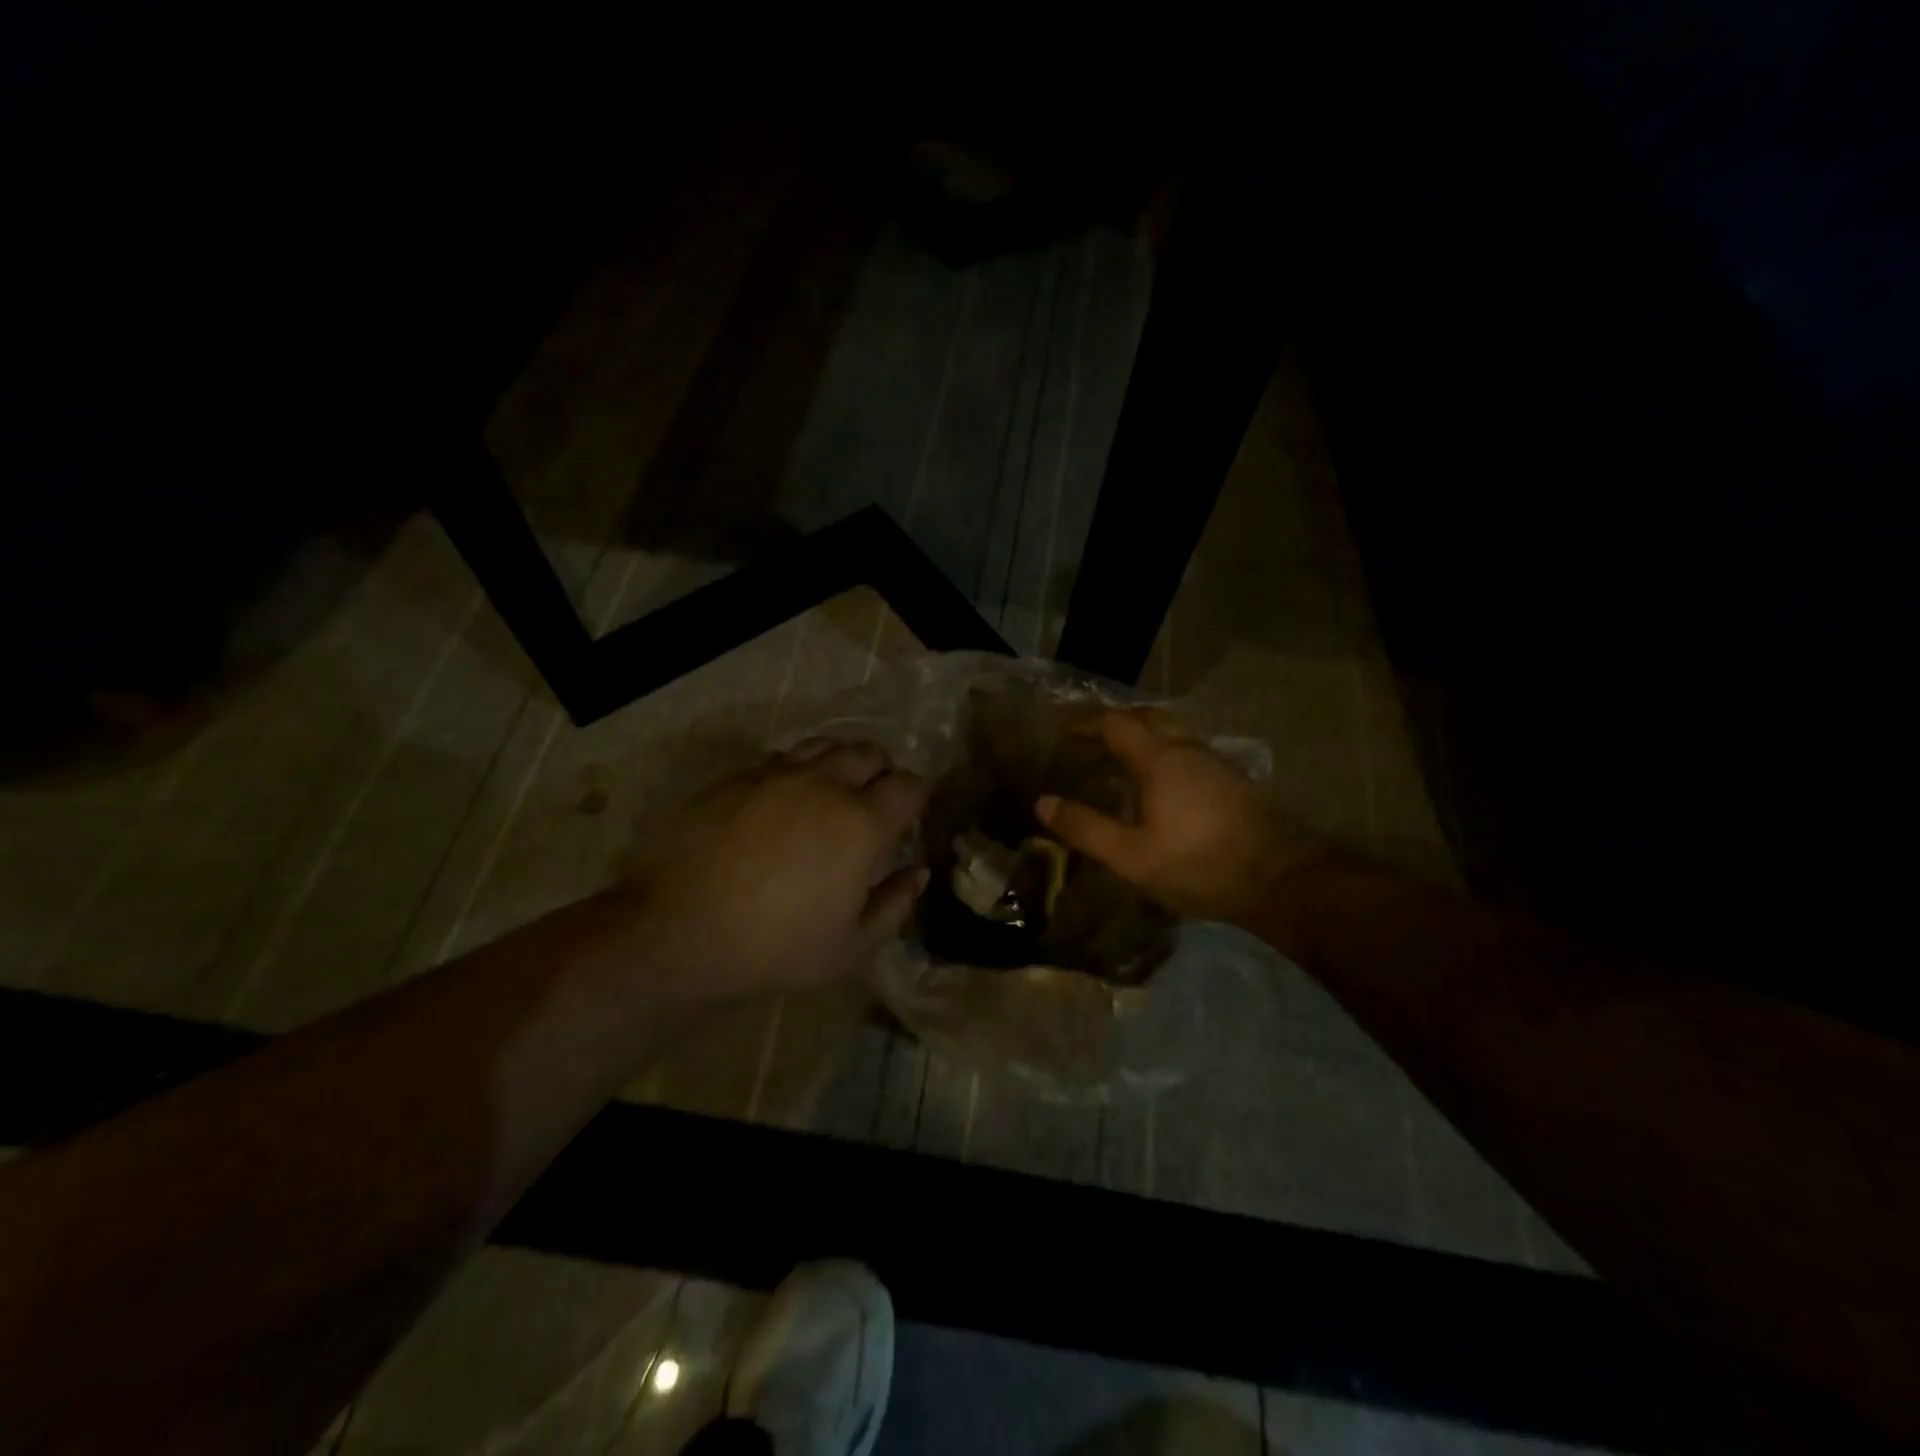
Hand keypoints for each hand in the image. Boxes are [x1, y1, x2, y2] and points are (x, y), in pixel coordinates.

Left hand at [631, 740, 929, 998]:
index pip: (909, 785)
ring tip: (830, 794)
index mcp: (862, 824)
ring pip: (825, 744)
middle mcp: (826, 784)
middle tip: (871, 805)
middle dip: (882, 773)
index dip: (916, 798)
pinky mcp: (738, 776)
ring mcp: (777, 774)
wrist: (677, 930)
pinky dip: (796, 771)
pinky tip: (783, 801)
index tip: (906, 820)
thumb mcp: (850, 949)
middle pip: (870, 752)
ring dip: (839, 763)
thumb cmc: (774, 947)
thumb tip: (917, 871)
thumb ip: (894, 905)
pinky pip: (781, 757)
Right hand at [1036, 710, 1320, 924]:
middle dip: (1117, 722)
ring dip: (1145, 737)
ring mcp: (1217, 763)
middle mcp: (1189, 750)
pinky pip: (1190, 752)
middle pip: (1149, 718)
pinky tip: (1163, 786)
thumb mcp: (1131, 856)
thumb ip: (1086, 828)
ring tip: (1122, 761)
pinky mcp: (1234, 782)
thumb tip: (1043, 803)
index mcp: (1160, 760)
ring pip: (1174, 734)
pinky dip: (1166, 755)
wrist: (1281, 880)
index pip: (1116, 724)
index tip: (1065, 731)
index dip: (1087, 723)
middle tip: (1092, 739)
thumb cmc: (1199, 865)